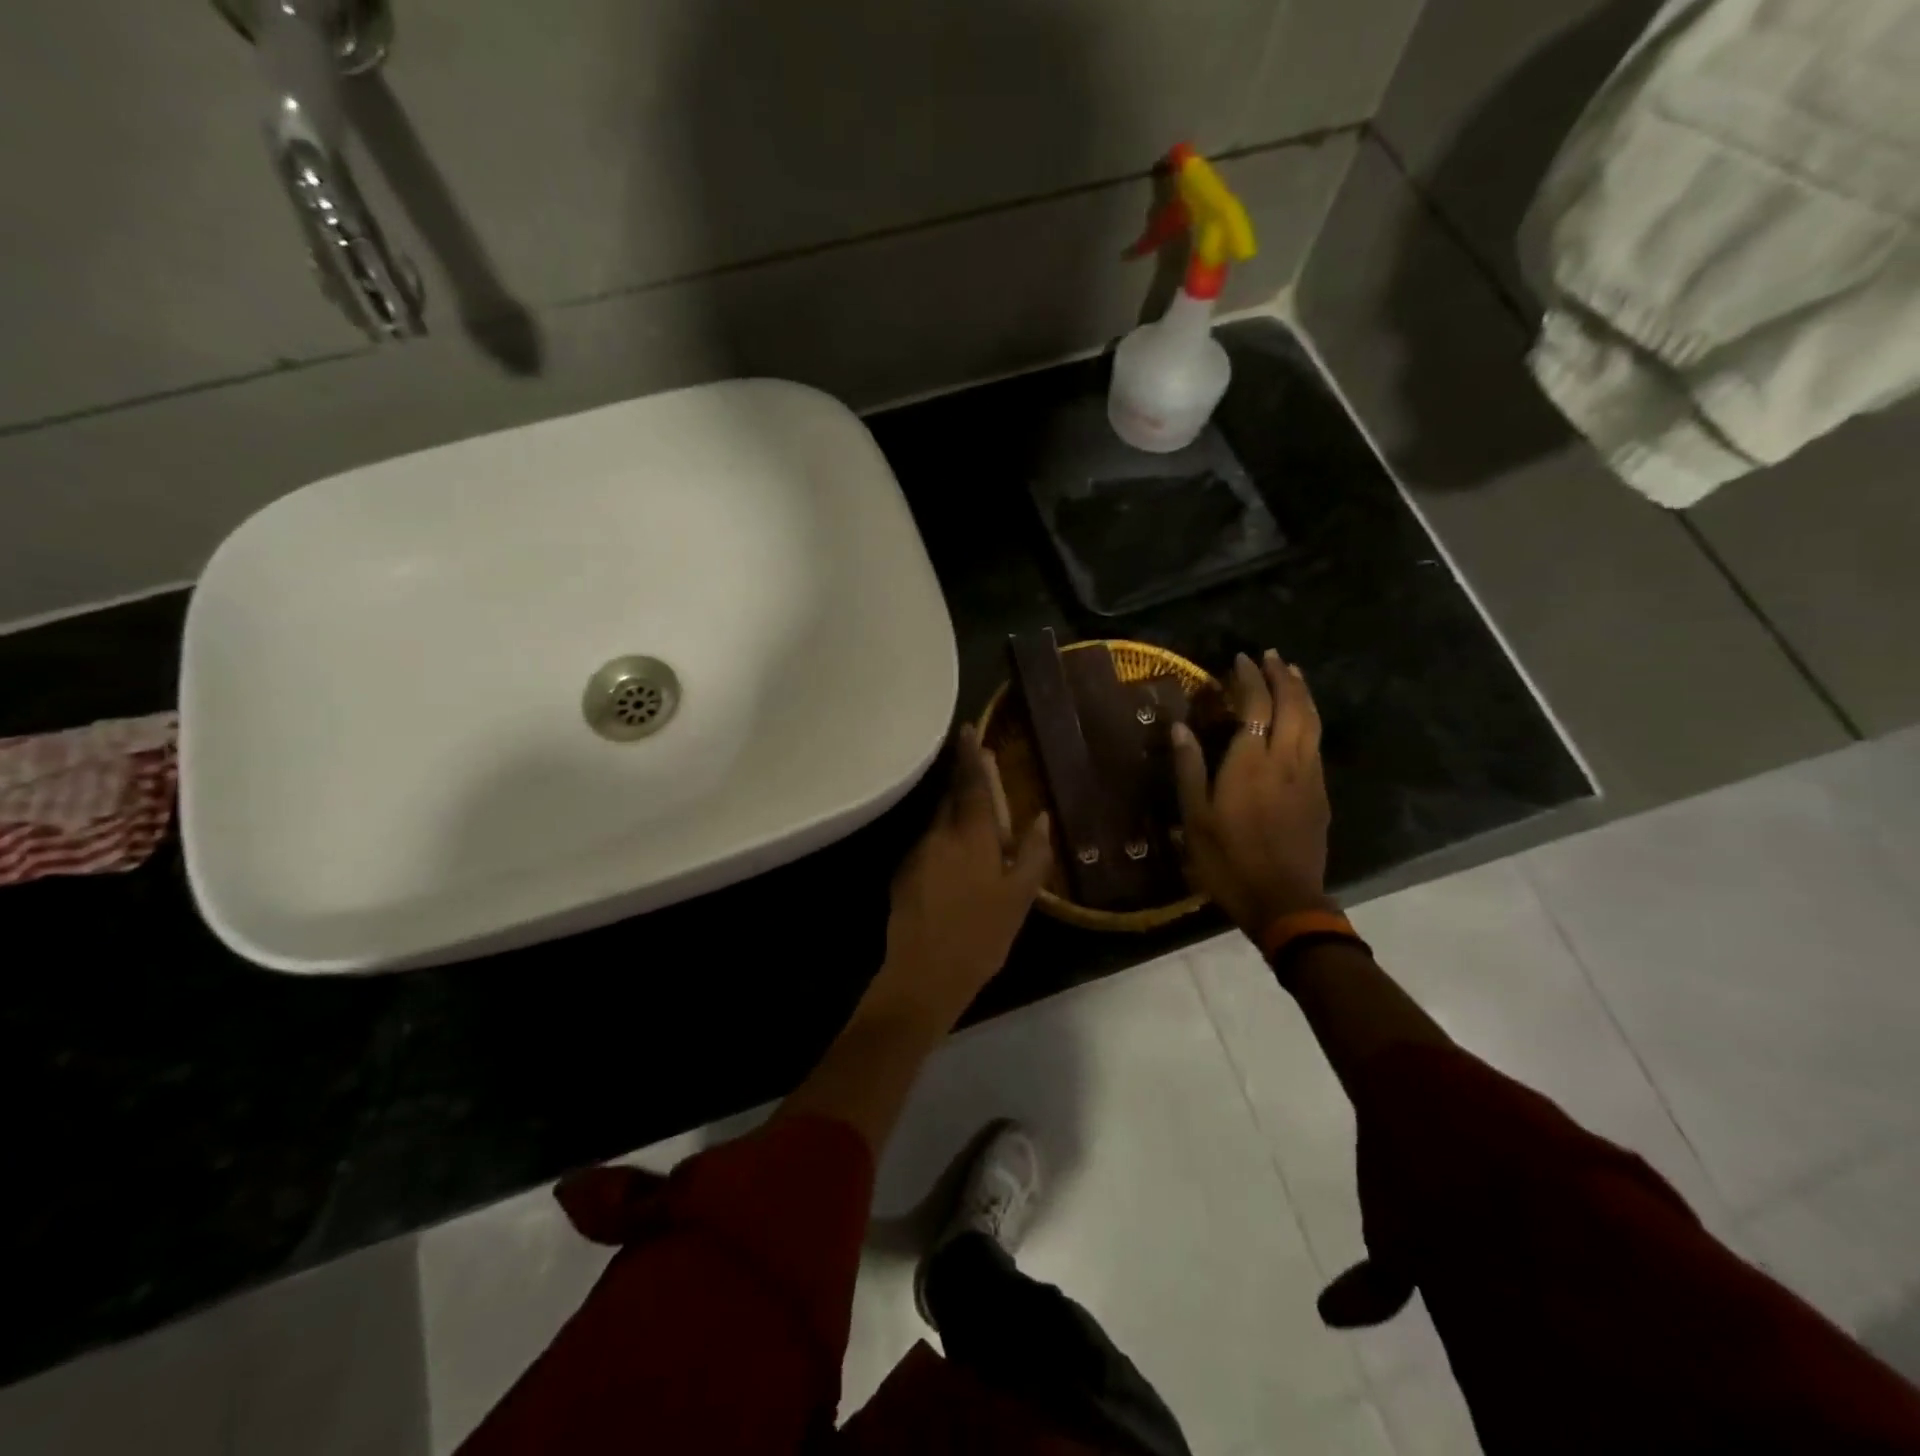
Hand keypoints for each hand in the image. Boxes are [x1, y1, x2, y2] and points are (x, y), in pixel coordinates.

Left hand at [873, 725, 1051, 1027]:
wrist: (923, 976)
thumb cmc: (981, 936)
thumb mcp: (1020, 898)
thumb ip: (1033, 854)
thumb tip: (1041, 817)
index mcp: (971, 836)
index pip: (971, 784)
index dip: (972, 756)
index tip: (968, 730)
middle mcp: (939, 834)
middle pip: (952, 798)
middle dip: (965, 782)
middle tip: (982, 773)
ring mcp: (916, 853)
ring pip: (939, 822)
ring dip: (956, 816)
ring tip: (977, 829)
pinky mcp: (903, 874)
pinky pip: (929, 845)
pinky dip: (944, 843)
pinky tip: (956, 865)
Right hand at [1172, 650, 1331, 937]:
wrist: (1284, 900)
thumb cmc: (1229, 860)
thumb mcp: (1196, 817)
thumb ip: (1190, 769)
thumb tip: (1180, 728)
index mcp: (1251, 762)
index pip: (1256, 705)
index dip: (1250, 679)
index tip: (1241, 659)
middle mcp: (1285, 760)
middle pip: (1293, 706)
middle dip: (1283, 677)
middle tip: (1272, 657)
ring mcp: (1308, 776)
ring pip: (1312, 722)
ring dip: (1302, 693)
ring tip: (1293, 675)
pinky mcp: (1320, 794)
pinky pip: (1316, 743)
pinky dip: (1309, 719)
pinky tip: (1301, 721)